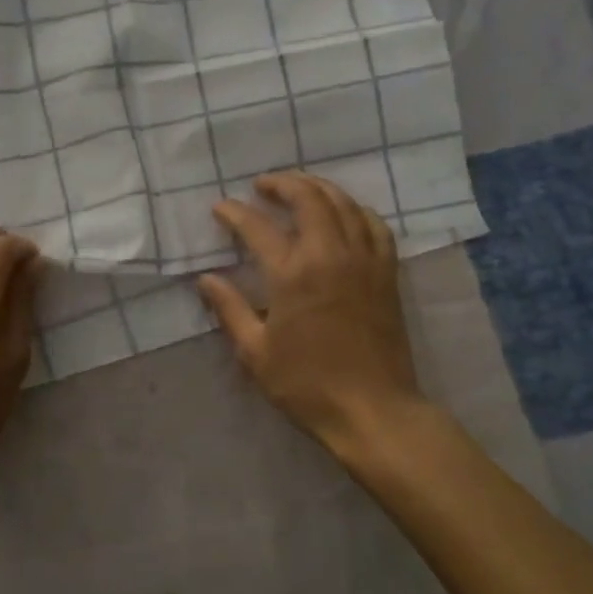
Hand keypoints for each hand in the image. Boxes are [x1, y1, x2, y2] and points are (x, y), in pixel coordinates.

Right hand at [197, 173, 425, 457]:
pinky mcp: (386, 272)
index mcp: (292, 275)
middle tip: (262, 185)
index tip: (220, 208)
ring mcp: (364, 260)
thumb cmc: (306, 384)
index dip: (235, 213)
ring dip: (318, 188)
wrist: (372, 409)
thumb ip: (230, 309)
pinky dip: (356, 210)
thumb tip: (206, 279)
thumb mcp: (255, 352)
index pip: (257, 227)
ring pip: (344, 203)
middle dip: (282, 184)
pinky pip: (375, 225)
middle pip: (308, 198)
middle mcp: (330, 255)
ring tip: (299, 188)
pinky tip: (345, 214)